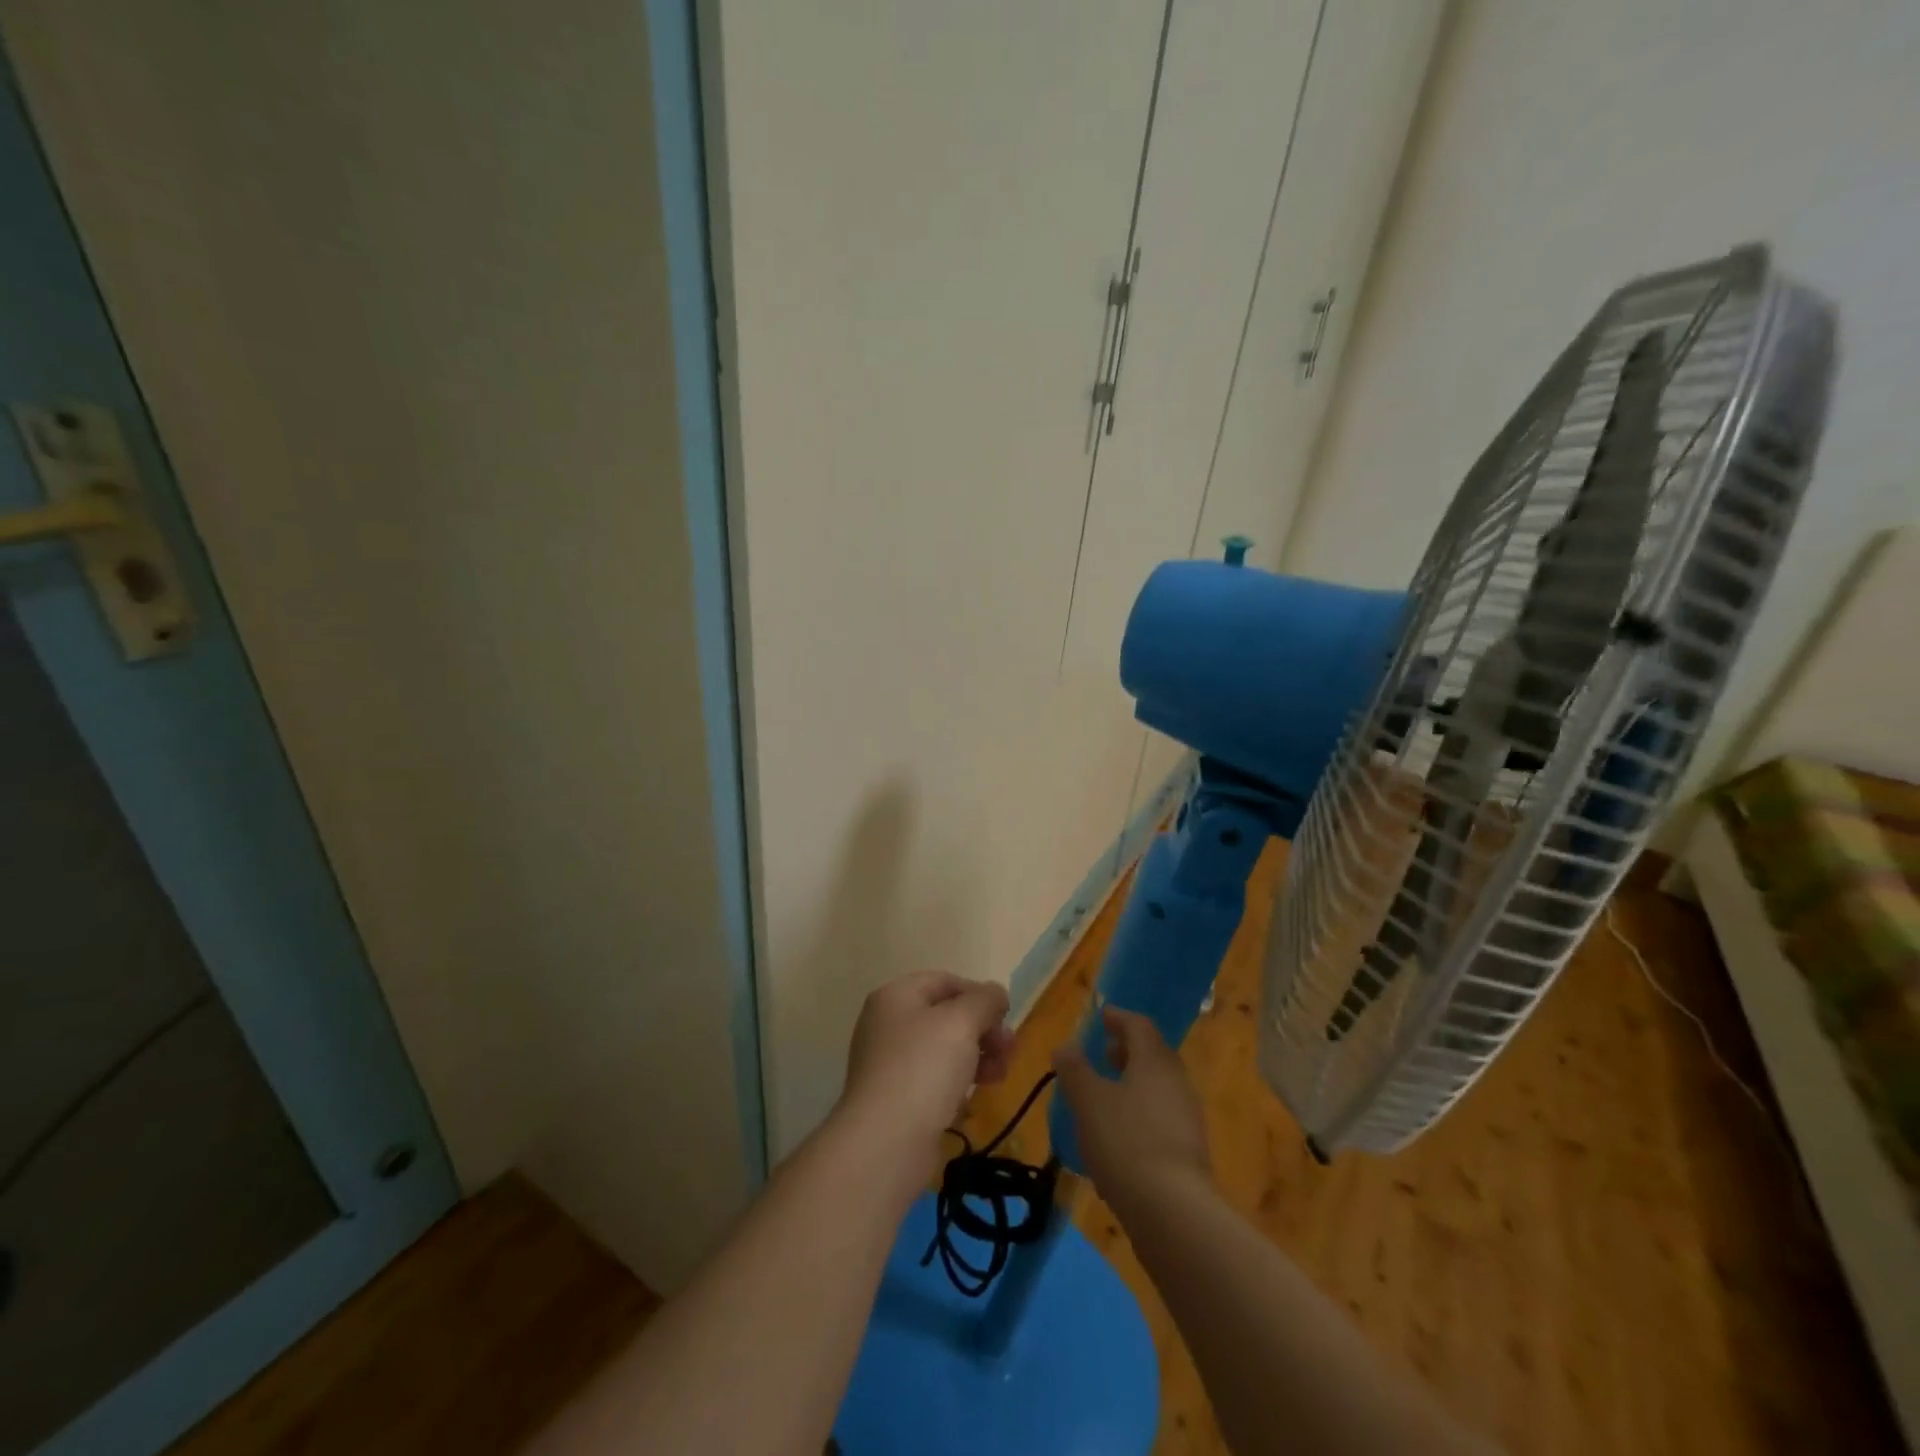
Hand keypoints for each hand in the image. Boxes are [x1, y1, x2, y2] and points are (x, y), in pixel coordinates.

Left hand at [840, 971, 1014, 1167]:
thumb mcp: (962, 1021)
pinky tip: (971, 1099)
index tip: (1006, 1017)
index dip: (979, 994)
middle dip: (983, 1029)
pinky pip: (933, 1079)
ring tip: (999, 1076)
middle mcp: (887, 1024)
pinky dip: (957, 1082)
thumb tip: (995, 993)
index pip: (945, 981)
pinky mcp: (895, 1098)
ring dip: (976, 1056)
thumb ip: (984, 1000)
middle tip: (1009, 1050)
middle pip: (946, 1015)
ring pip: (943, 1049)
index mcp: (896, 996)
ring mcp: (888, 1062)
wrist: (886, 1141)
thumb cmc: (924, 1067)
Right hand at [1053, 1007, 1210, 1212]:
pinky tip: (1121, 1133)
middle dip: (1128, 1050)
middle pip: (1153, 1054)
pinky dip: (1141, 1111)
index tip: (1102, 1016)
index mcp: (1154, 1061)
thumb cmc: (1125, 1142)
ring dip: (1134, 1082)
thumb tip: (1065, 1046)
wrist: (1174, 1212)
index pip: (1139, 1026)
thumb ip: (1075, 1069)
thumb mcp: (1088, 1101)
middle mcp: (1176, 1081)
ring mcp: (1187, 1117)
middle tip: (1104, 1051)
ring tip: (1107, 1092)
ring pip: (1159, 1086)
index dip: (1119, 1018)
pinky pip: (1162, 1116)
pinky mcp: (1189, 1151)